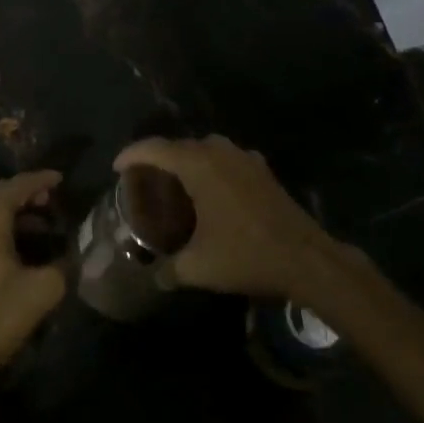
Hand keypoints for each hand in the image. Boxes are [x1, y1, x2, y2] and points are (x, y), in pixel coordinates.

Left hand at [0, 170, 67, 385]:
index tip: (60, 179)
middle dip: (24, 193)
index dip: (41, 180)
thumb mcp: (41, 292)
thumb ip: (62, 267)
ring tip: (37, 227)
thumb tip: (71, 255)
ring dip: (10, 213)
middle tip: (49, 201)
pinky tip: (11, 250)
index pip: (18, 185)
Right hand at [113, 135, 333, 298]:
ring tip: (174, 183)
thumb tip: (154, 276)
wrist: (306, 258)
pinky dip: (211, 167)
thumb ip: (169, 270)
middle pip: (179, 146)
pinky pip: (226, 159)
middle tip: (143, 180)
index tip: (116, 168)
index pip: (154, 148)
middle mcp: (219, 152)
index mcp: (198, 165)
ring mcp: (244, 158)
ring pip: (205, 149)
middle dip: (157, 158)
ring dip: (186, 160)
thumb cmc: (246, 255)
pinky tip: (210, 191)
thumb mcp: (198, 267)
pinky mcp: (262, 170)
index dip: (131, 155)